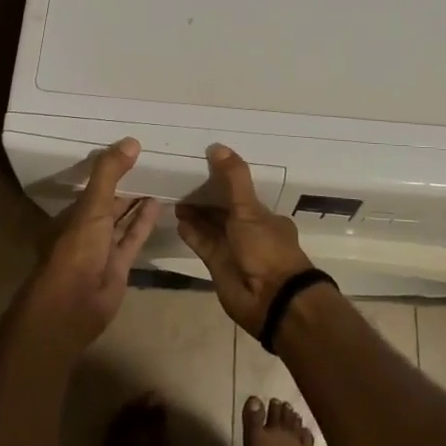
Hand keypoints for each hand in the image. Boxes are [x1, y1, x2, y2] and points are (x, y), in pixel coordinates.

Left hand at [20, 138, 155, 352]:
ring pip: (122, 219)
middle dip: (125, 185)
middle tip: (151, 161)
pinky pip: (133, 238)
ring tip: (159, 178)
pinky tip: (160, 204)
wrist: (73, 306)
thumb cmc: (76, 250)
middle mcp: (85, 229)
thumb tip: (132, 141)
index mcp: (71, 215)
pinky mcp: (119, 266)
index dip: (109, 169)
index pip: (91, 186)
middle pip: (108, 202)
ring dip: (137, 202)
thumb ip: (109, 174)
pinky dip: (144, 222)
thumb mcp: (92, 207)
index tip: (130, 151)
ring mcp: (102, 249)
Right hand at [175, 145, 317, 336]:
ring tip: (174, 197)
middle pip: (224, 209)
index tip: (203, 165)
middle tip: (181, 179)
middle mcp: (250, 231)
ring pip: (211, 226)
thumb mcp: (250, 209)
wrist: (272, 300)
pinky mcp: (218, 266)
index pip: (241, 193)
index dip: (224, 180)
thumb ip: (234, 179)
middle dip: (206, 197)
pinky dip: (191, 233)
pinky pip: (203, 244)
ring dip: (195, 214)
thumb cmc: (266, 249)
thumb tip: (216, 146)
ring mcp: (234, 249)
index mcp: (265, 216)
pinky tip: (178, 220)